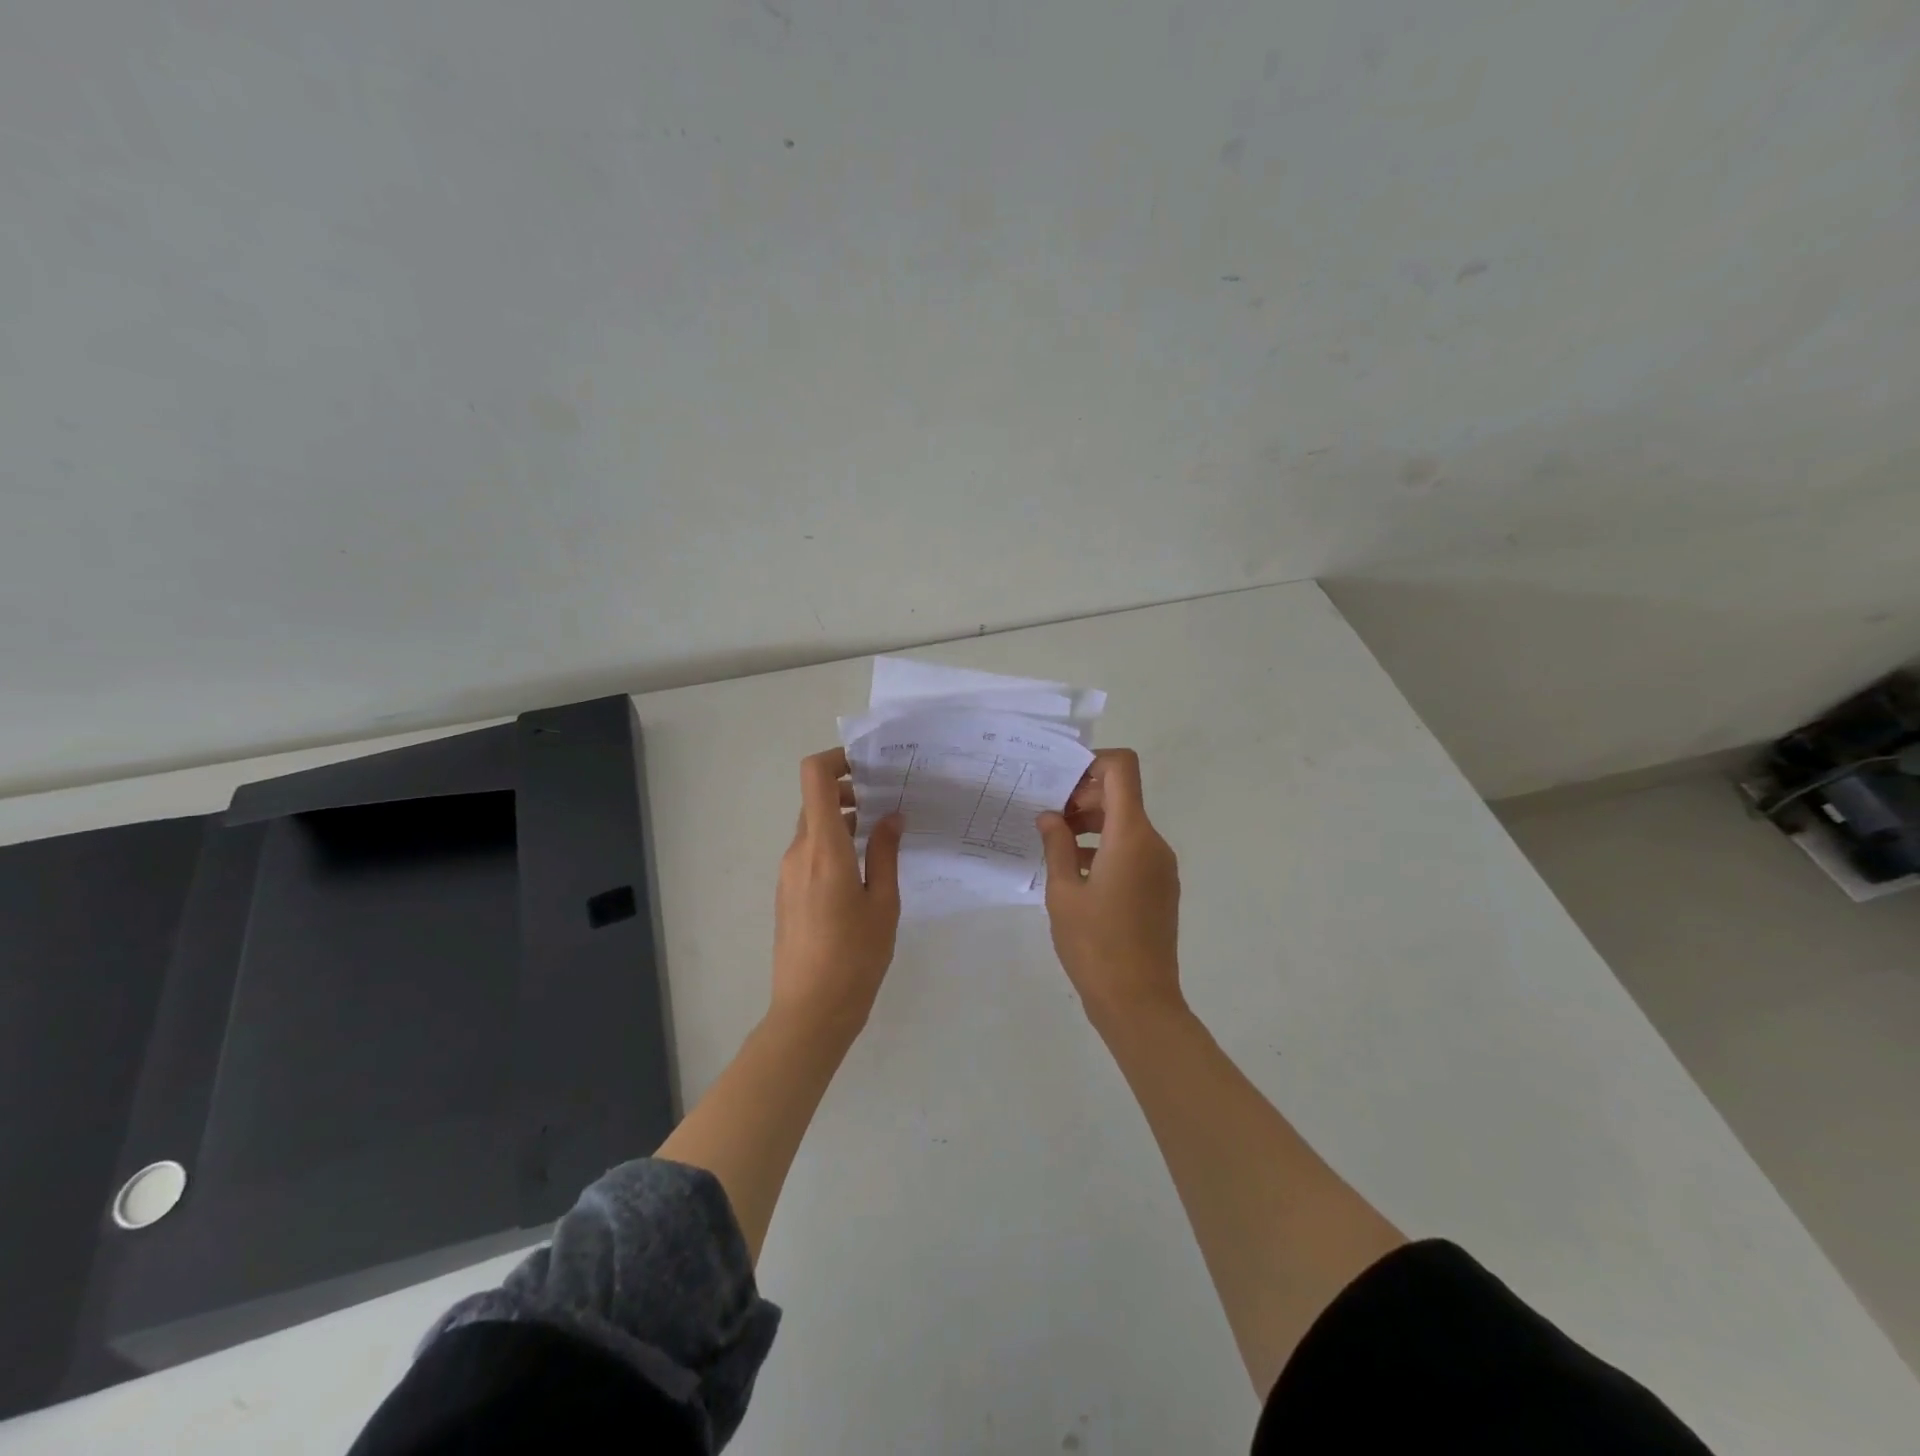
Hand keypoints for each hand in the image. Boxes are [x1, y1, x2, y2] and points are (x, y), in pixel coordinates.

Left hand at [772, 748, 903, 1038]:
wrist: (810, 1012)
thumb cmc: (855, 957)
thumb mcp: (883, 903)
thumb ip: (885, 853)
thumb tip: (890, 816)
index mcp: (824, 849)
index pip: (815, 778)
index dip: (836, 759)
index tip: (869, 765)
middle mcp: (799, 853)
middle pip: (816, 801)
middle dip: (849, 791)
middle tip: (888, 800)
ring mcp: (788, 873)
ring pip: (813, 827)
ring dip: (843, 819)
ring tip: (883, 833)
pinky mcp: (788, 892)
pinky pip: (809, 851)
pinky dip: (834, 843)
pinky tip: (863, 866)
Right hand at [1036, 748, 1183, 1029]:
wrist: (1139, 1002)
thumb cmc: (1095, 944)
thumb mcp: (1063, 892)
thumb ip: (1056, 845)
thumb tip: (1050, 816)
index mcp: (1131, 835)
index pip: (1122, 769)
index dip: (1092, 763)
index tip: (1060, 783)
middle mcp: (1154, 842)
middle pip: (1123, 795)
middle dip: (1084, 797)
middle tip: (1048, 820)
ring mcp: (1162, 866)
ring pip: (1127, 823)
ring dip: (1092, 824)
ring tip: (1056, 846)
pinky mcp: (1161, 887)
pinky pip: (1133, 850)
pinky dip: (1105, 848)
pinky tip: (1076, 872)